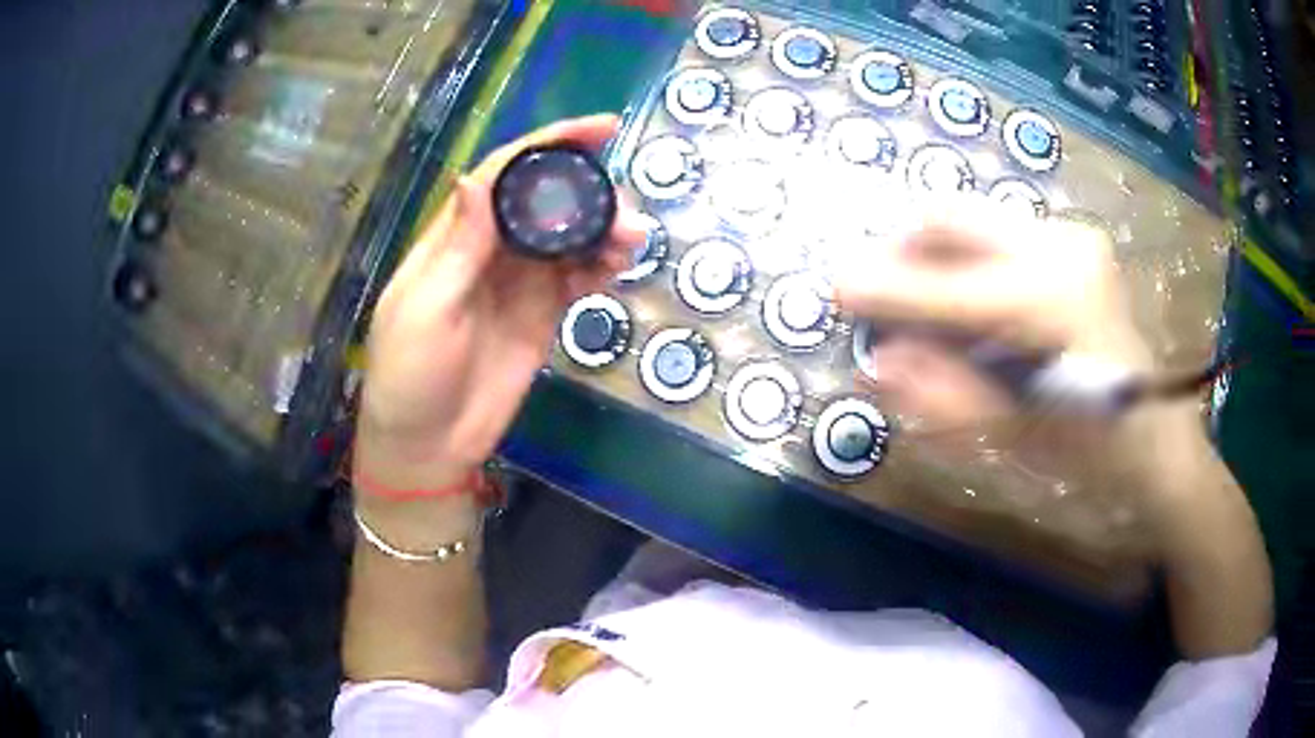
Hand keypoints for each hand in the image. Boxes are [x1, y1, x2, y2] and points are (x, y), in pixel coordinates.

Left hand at [353, 115, 649, 494]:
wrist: (429, 444)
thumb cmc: (411, 375)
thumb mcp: (425, 309)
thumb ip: (457, 247)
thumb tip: (476, 177)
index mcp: (456, 237)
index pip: (505, 174)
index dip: (549, 145)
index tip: (600, 128)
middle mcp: (491, 250)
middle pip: (546, 202)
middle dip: (588, 192)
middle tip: (625, 207)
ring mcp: (519, 283)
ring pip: (569, 238)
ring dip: (603, 232)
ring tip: (632, 241)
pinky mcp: (542, 315)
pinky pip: (577, 279)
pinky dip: (600, 268)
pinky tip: (617, 269)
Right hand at [834, 198, 1151, 433]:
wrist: (1155, 433)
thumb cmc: (1091, 450)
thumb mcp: (1013, 437)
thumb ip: (943, 395)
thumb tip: (880, 361)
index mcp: (1050, 302)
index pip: (946, 285)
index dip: (885, 287)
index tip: (836, 290)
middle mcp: (1060, 247)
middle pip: (951, 217)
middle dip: (904, 251)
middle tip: (884, 296)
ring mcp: (1070, 235)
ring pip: (971, 221)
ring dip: (935, 257)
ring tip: (928, 307)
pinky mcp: (1073, 239)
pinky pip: (996, 235)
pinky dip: (967, 263)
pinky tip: (973, 307)